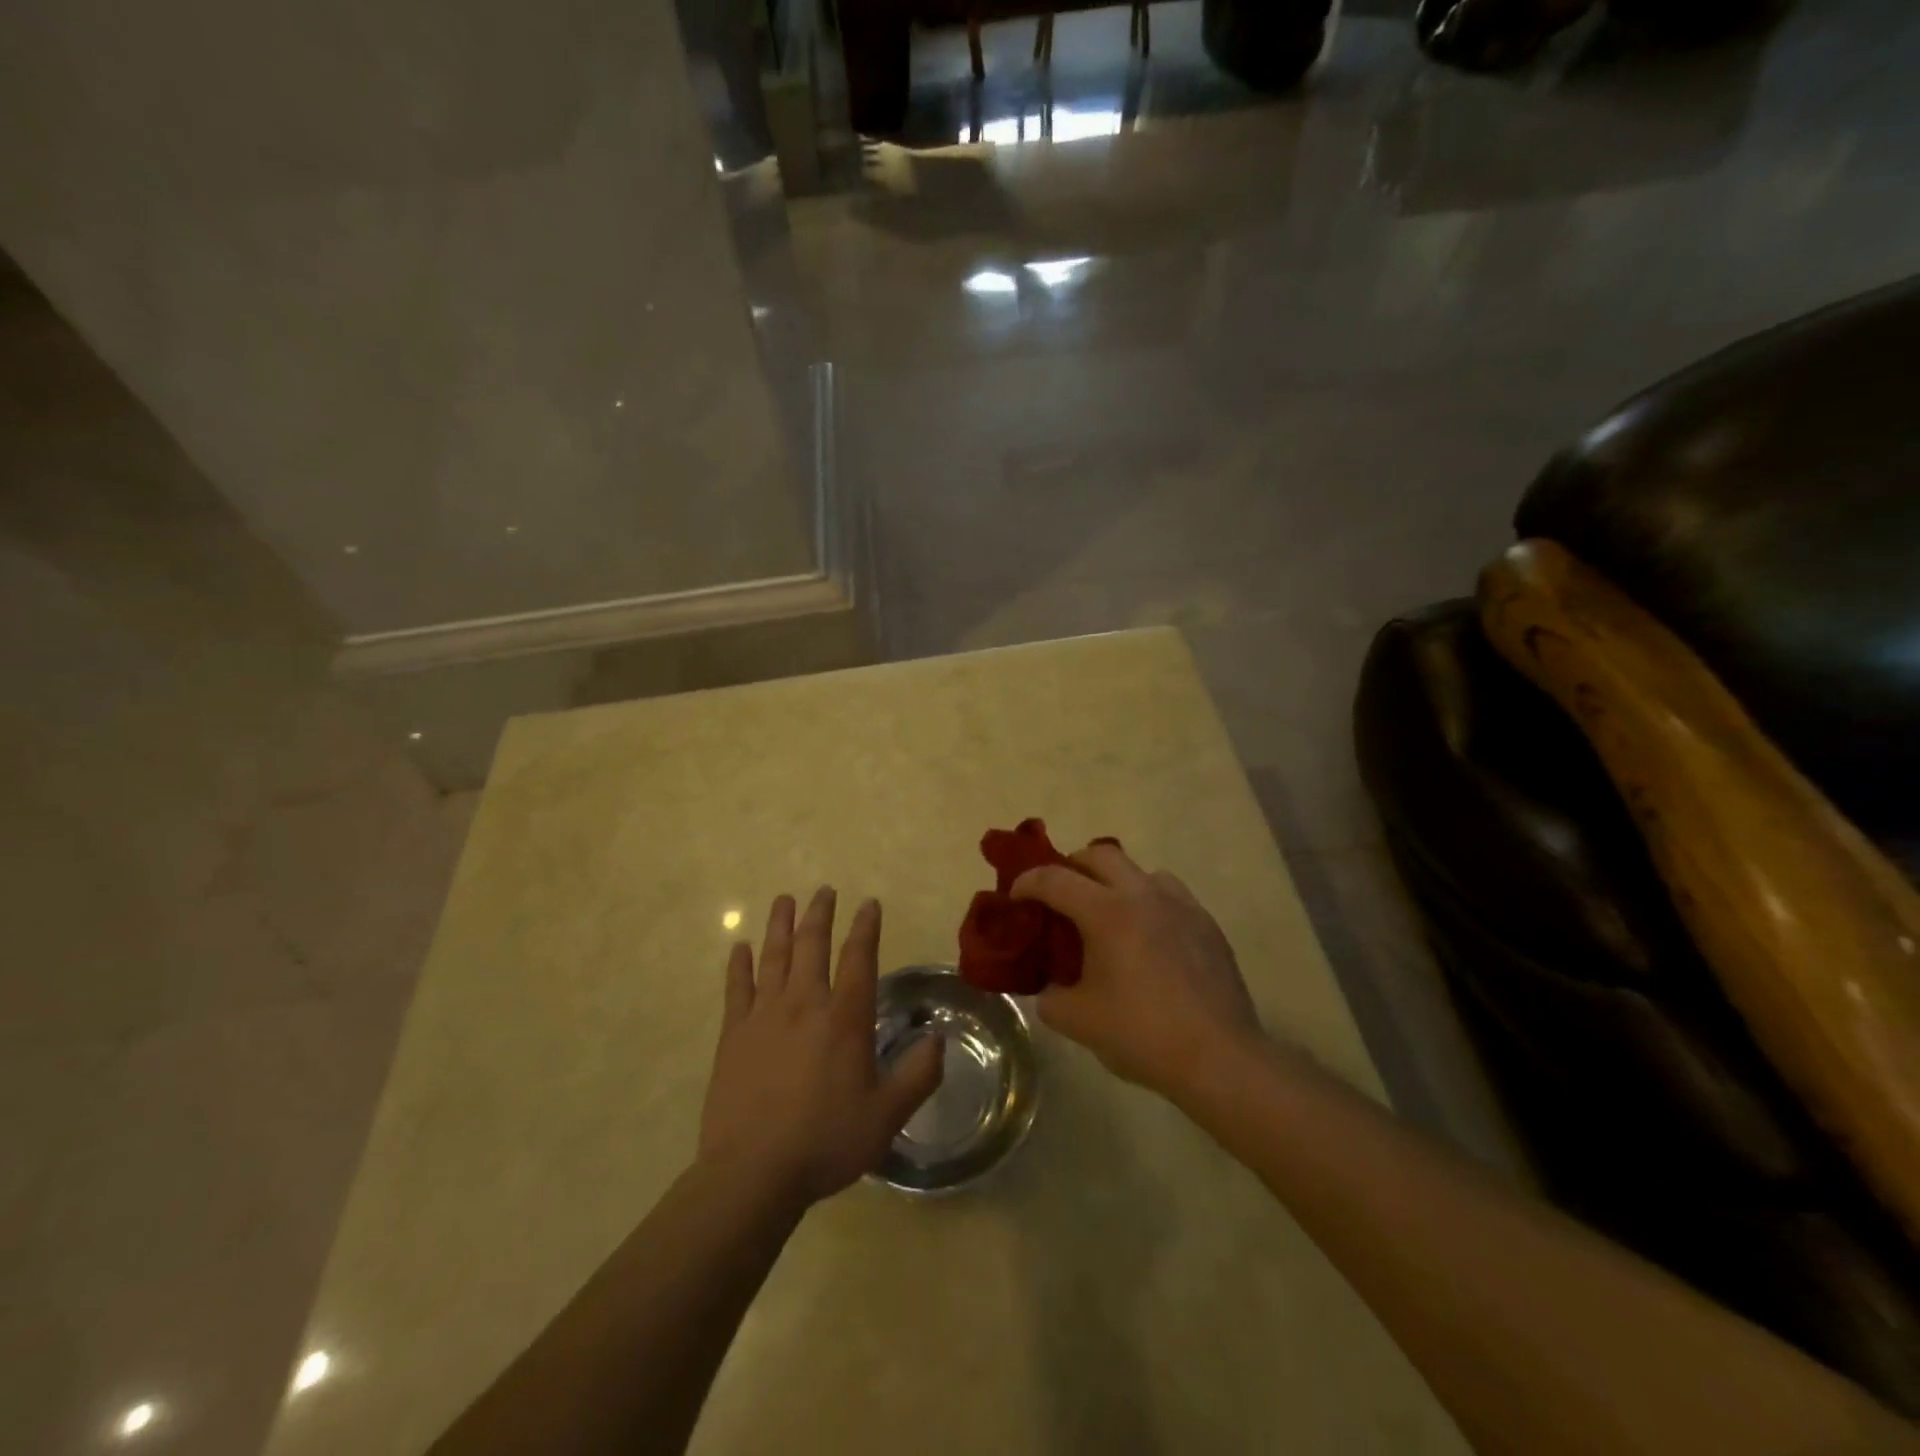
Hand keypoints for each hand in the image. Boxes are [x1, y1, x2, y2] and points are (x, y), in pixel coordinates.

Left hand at [699, 888, 942, 1208]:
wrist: (753, 1172)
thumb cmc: (826, 1140)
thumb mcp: (887, 1114)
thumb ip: (919, 1074)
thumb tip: (939, 1038)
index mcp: (844, 1018)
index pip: (858, 958)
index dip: (865, 927)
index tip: (868, 903)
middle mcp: (804, 1003)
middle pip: (812, 945)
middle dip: (820, 913)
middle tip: (824, 890)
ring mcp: (764, 1016)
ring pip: (774, 956)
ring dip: (780, 924)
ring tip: (784, 900)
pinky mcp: (734, 1034)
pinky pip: (737, 988)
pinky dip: (739, 964)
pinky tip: (740, 946)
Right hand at [1014, 843, 1262, 1098]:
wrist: (1219, 1058)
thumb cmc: (1142, 1035)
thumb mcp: (1078, 1021)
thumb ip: (1050, 997)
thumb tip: (1050, 987)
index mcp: (1106, 912)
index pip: (1054, 879)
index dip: (1026, 883)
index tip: (1015, 898)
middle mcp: (1143, 894)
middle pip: (1099, 855)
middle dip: (1071, 868)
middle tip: (1059, 897)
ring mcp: (1180, 905)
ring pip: (1139, 870)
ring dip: (1114, 882)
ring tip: (1107, 915)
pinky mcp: (1206, 923)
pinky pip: (1169, 894)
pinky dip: (1147, 902)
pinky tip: (1148, 938)